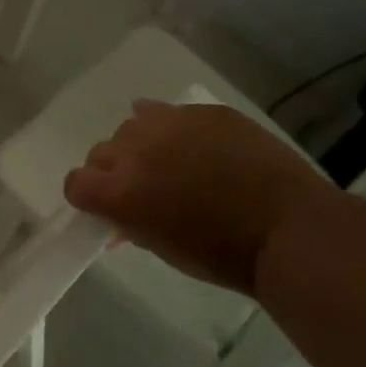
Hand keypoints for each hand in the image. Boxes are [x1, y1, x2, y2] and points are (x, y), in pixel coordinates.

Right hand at [62, 100, 335, 295]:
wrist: (290, 229)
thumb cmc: (223, 255)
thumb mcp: (164, 249)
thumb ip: (132, 225)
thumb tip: (120, 220)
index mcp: (120, 192)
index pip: (76, 183)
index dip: (87, 195)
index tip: (105, 205)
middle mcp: (134, 151)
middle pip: (101, 152)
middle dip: (114, 170)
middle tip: (144, 187)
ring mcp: (169, 124)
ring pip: (132, 125)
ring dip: (142, 144)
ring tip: (172, 161)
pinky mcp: (203, 111)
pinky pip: (168, 111)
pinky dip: (171, 126)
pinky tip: (192, 142)